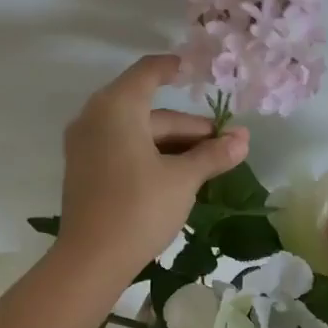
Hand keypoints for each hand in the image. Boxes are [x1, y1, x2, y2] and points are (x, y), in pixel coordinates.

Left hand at [56, 54, 250, 288]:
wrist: (91, 258)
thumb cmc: (140, 207)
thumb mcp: (183, 179)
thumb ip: (212, 154)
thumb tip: (243, 139)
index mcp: (116, 107)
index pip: (148, 73)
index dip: (172, 68)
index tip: (193, 69)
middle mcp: (95, 118)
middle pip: (148, 111)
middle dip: (188, 127)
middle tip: (223, 144)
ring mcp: (85, 146)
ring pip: (137, 134)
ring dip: (172, 144)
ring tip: (208, 163)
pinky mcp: (84, 171)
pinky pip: (122, 150)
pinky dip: (150, 155)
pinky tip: (177, 175)